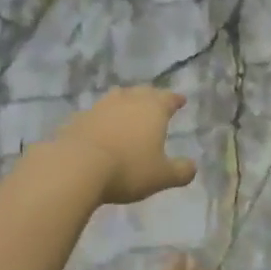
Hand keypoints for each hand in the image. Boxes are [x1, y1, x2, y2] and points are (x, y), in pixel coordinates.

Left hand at [52, 88, 197, 205]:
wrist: (77, 166)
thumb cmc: (128, 169)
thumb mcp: (161, 176)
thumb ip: (180, 171)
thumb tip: (193, 167)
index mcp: (153, 109)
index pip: (168, 98)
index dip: (175, 99)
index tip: (181, 100)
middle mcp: (128, 101)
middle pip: (143, 92)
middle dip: (151, 96)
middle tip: (156, 102)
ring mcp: (101, 107)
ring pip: (118, 97)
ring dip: (125, 102)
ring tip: (128, 109)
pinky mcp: (79, 118)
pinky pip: (96, 113)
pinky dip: (103, 118)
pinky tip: (102, 127)